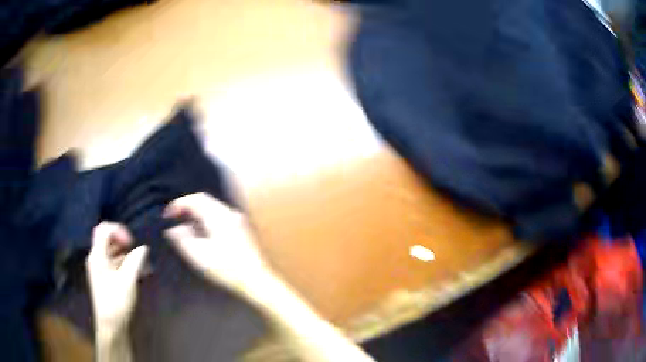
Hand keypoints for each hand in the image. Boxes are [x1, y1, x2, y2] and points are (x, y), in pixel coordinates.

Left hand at [86, 222, 148, 336]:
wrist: (111, 324)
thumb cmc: (117, 301)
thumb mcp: (128, 280)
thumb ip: (135, 261)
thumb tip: (143, 247)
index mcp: (97, 255)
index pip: (104, 229)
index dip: (118, 230)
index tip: (131, 243)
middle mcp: (95, 258)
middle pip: (106, 238)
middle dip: (122, 240)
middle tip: (135, 251)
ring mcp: (98, 267)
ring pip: (109, 250)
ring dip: (124, 252)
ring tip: (139, 263)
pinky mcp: (103, 276)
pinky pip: (111, 261)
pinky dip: (122, 261)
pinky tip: (134, 271)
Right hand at [163, 193, 269, 292]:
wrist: (256, 280)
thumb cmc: (226, 269)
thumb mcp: (199, 255)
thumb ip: (183, 239)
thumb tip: (173, 228)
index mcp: (219, 216)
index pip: (196, 199)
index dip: (179, 204)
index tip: (167, 215)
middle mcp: (230, 213)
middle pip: (205, 200)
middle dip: (187, 206)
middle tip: (174, 218)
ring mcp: (238, 220)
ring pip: (213, 207)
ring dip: (197, 213)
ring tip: (184, 225)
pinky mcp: (242, 228)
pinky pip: (219, 215)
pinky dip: (207, 218)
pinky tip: (201, 232)